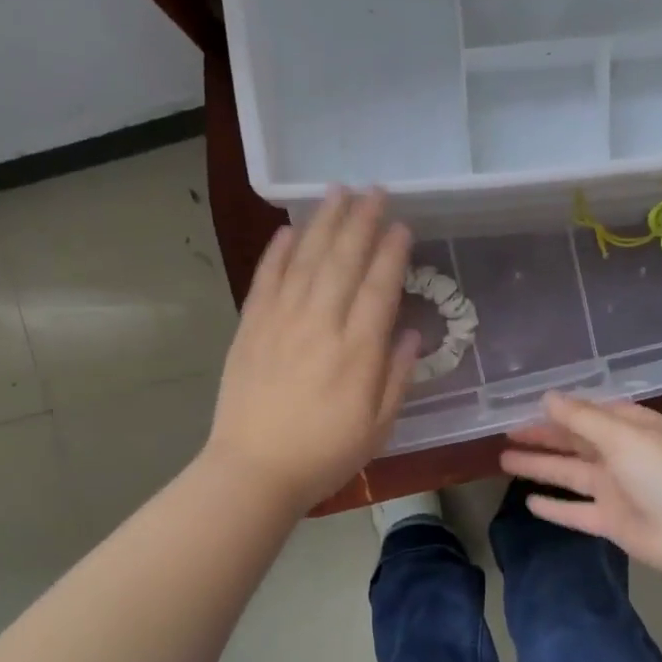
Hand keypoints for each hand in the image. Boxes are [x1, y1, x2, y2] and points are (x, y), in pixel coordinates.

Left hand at [206, 188, 420, 513]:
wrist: (254, 471)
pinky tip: (290, 229)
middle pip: (344, 261)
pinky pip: (267, 279)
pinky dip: (278, 252)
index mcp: (358, 351)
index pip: (379, 287)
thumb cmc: (324, 455)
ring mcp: (281, 322)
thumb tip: (410, 334)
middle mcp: (321, 325)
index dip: (392, 252)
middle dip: (361, 221)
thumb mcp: (378, 427)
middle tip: (374, 190)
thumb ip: (396, 377)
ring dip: (324, 223)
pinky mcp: (251, 328)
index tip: (401, 225)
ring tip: (338, 192)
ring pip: (306, 260)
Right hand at [499, 392, 661, 576]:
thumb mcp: (619, 435)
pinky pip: (575, 511)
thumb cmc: (659, 472)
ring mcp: (614, 489)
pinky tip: (528, 502)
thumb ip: (580, 417)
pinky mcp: (609, 520)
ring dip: (539, 467)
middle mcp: (621, 455)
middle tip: (507, 433)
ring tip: (503, 461)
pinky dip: (554, 507)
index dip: (559, 410)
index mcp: (631, 428)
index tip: (526, 407)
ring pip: (569, 474)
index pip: (590, 413)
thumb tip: (546, 397)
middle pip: (575, 442)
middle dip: (542, 437)